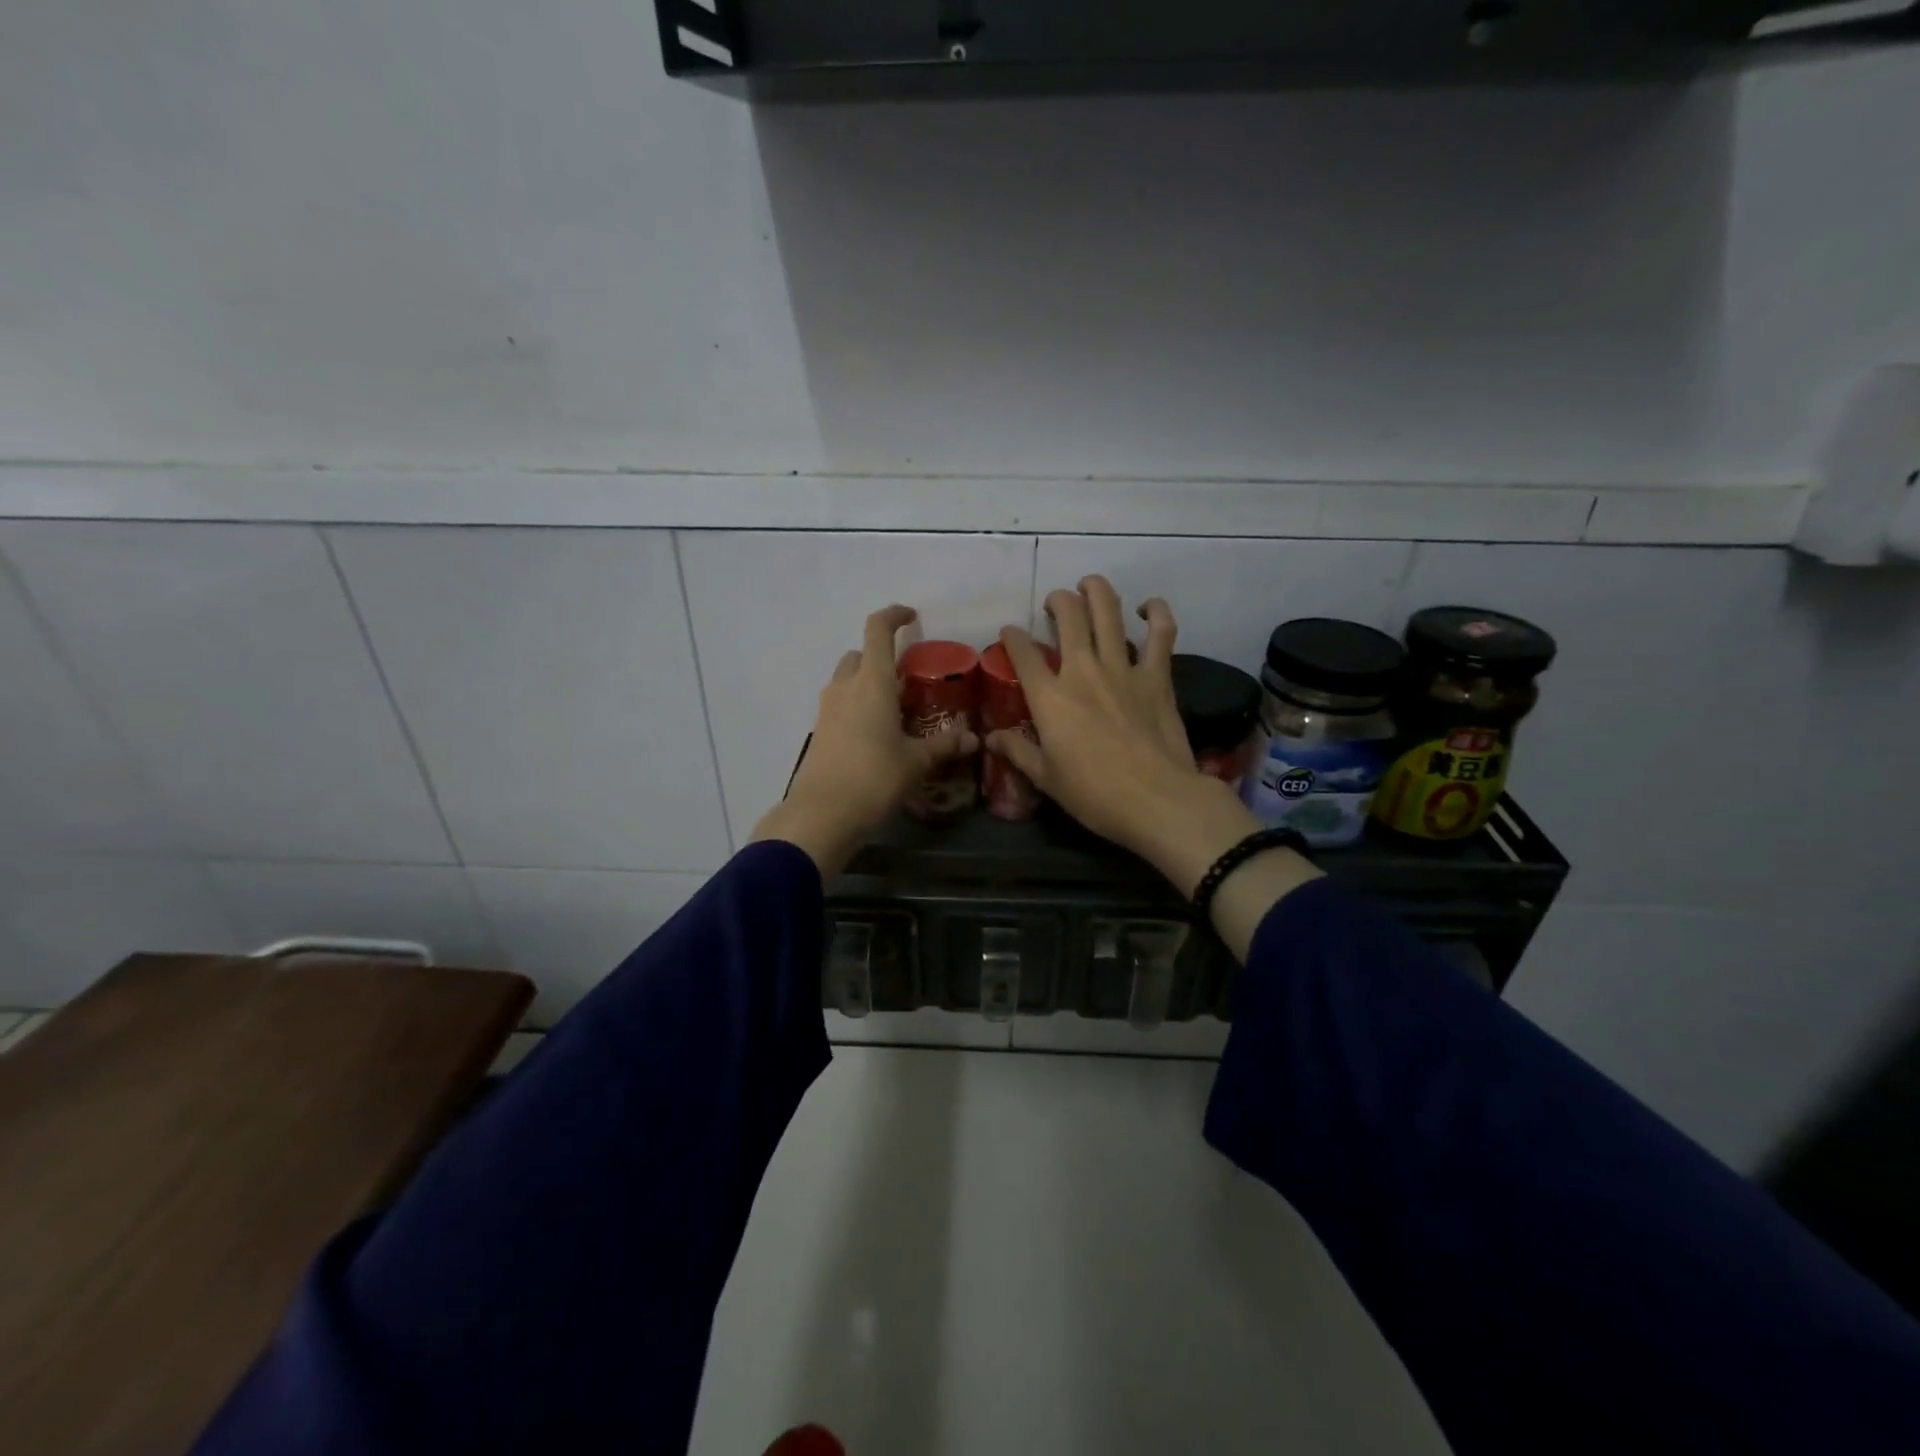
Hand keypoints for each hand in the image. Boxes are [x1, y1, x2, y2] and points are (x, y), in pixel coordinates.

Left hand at [749, 605, 976, 878]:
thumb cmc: (874, 779)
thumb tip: (974, 739)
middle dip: (881, 656)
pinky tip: (875, 733)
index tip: (911, 616)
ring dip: (867, 682)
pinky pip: (839, 704)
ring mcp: (827, 709)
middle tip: (907, 677)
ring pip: (846, 679)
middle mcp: (845, 687)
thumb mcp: (916, 762)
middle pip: (859, 654)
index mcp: (872, 682)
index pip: (878, 630)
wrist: (822, 814)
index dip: (894, 615)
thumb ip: (944, 745)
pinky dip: (856, 706)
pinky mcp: (818, 731)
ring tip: (894, 707)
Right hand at [988, 575, 1218, 858]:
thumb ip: (1018, 751)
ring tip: (1089, 584)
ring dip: (1097, 590)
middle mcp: (1082, 671)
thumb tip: (991, 737)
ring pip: (1108, 612)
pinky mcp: (1157, 676)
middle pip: (1068, 617)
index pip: (1023, 653)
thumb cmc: (1093, 794)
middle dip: (1057, 600)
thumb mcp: (1045, 777)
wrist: (1155, 799)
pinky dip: (1156, 612)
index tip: (1009, 633)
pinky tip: (1148, 607)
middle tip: (1055, 602)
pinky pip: (1161, 633)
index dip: (1012, 637)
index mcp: (1050, 698)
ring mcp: (1123, 668)